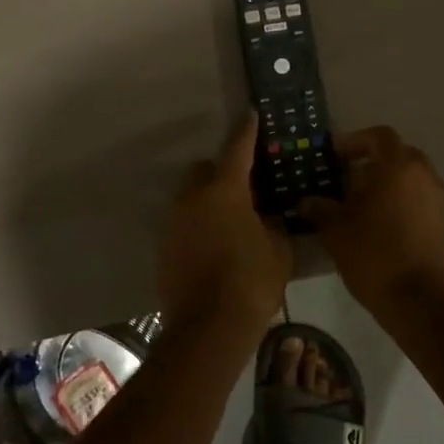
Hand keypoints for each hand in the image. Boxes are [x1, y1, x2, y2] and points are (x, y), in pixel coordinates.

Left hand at [156, 115, 291, 330]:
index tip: (250, 114)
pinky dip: (199, 225)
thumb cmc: (250, 282)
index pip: (237, 149)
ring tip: (232, 221)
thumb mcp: (278, 250)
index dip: (246, 131)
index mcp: (225, 191)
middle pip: (205, 171)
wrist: (207, 329)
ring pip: (192, 198)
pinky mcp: (165, 247)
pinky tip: (216, 245)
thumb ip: (273, 224)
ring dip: (209, 201)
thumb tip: (267, 216)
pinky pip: (185, 223)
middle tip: (247, 189)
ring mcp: (174, 223)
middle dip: (223, 173)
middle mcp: (193, 199)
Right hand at [301, 126, 443, 329]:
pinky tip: (382, 229)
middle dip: (372, 163)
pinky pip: (422, 202)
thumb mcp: (337, 232)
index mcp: (400, 168)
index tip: (335, 156)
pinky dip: (403, 204)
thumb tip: (307, 201)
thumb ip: (321, 209)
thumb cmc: (376, 258)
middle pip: (398, 156)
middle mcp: (426, 176)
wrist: (424, 305)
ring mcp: (442, 201)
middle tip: (346, 181)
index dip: (355, 141)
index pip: (379, 136)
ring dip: (388, 185)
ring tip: (362, 208)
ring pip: (412, 180)